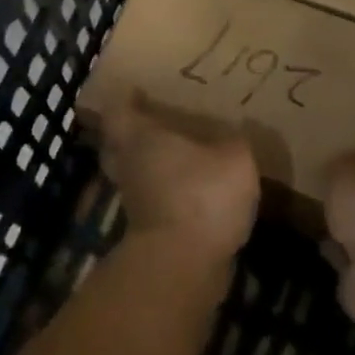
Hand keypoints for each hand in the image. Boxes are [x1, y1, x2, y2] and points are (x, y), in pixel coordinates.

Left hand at [98, 93, 259, 261]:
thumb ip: (235, 141)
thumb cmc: (201, 195)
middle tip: (152, 122)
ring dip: (149, 166)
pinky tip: (191, 191)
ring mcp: (134, 200)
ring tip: (178, 156)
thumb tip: (238, 131)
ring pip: (133, 173)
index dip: (125, 99)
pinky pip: (151, 200)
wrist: (182, 265)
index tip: (135, 90)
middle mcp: (128, 165)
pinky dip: (164, 193)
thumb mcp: (235, 158)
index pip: (118, 109)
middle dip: (130, 133)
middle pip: (116, 143)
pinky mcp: (146, 230)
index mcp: (140, 137)